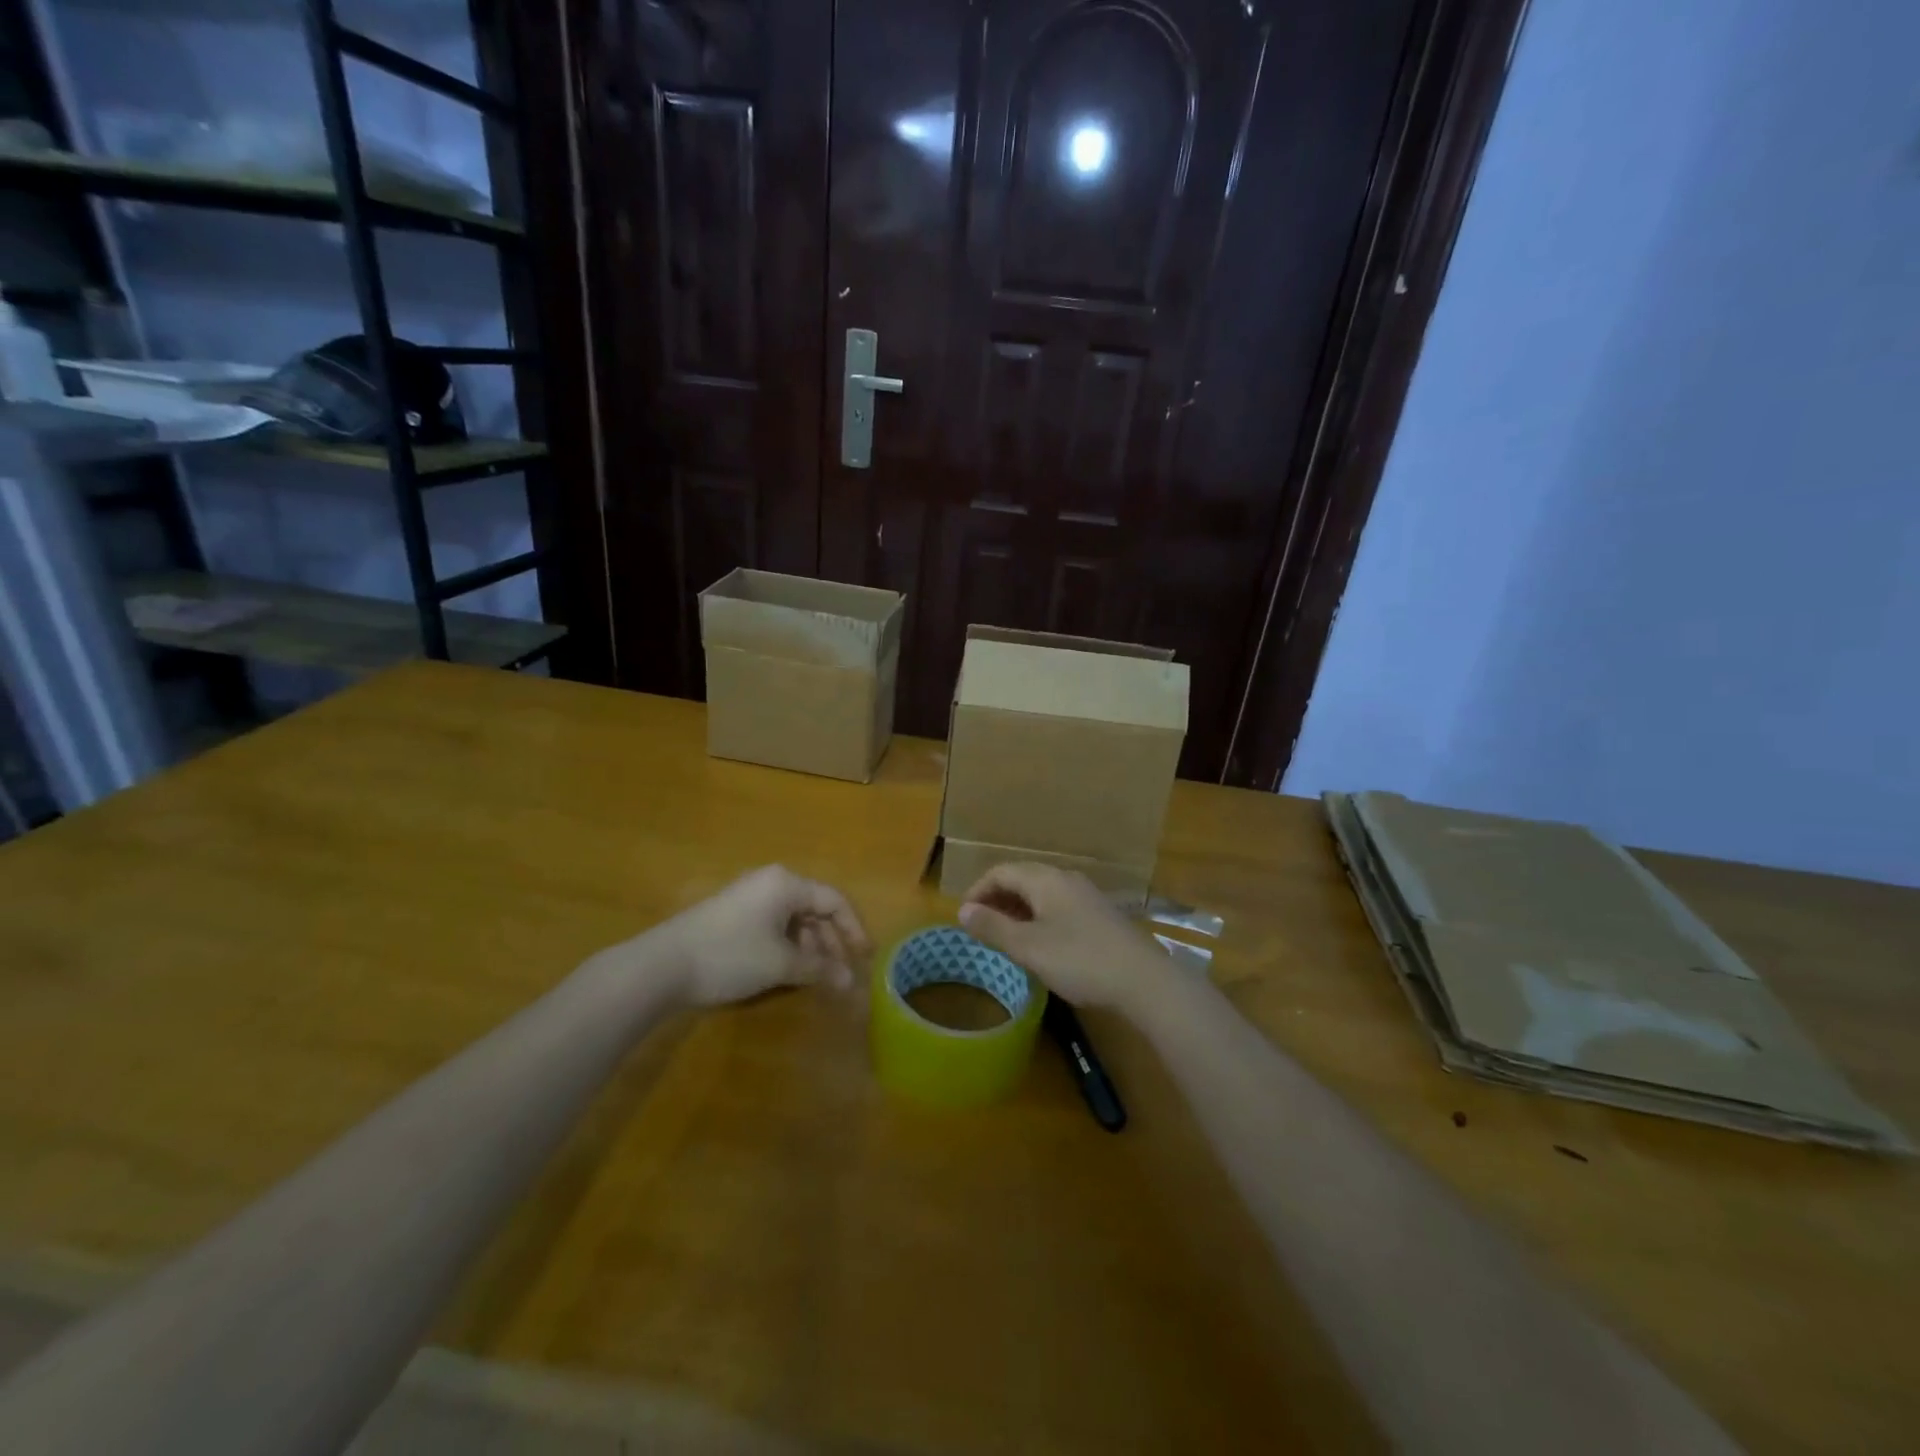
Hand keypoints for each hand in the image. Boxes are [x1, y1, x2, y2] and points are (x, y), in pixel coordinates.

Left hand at [625, 865, 872, 1008]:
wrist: (660, 967)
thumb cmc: (729, 956)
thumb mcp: (780, 964)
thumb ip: (820, 969)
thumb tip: (851, 981)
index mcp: (787, 883)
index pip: (834, 900)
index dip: (854, 929)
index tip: (866, 958)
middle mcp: (770, 882)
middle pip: (814, 909)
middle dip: (831, 942)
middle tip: (841, 973)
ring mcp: (748, 897)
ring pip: (793, 919)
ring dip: (809, 947)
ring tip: (815, 978)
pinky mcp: (732, 915)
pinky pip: (773, 925)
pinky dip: (787, 946)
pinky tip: (787, 971)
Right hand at [957, 863, 1166, 1016]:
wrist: (1143, 979)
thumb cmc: (1079, 960)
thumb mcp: (1028, 947)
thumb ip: (993, 927)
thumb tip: (962, 910)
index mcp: (1045, 879)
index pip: (1001, 871)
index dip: (977, 890)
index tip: (963, 917)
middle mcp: (1065, 878)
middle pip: (1022, 878)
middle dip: (997, 898)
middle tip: (980, 926)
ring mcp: (1085, 895)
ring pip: (1041, 892)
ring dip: (1017, 909)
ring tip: (1004, 936)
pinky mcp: (1099, 914)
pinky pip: (1058, 905)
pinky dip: (1038, 917)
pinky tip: (1039, 942)